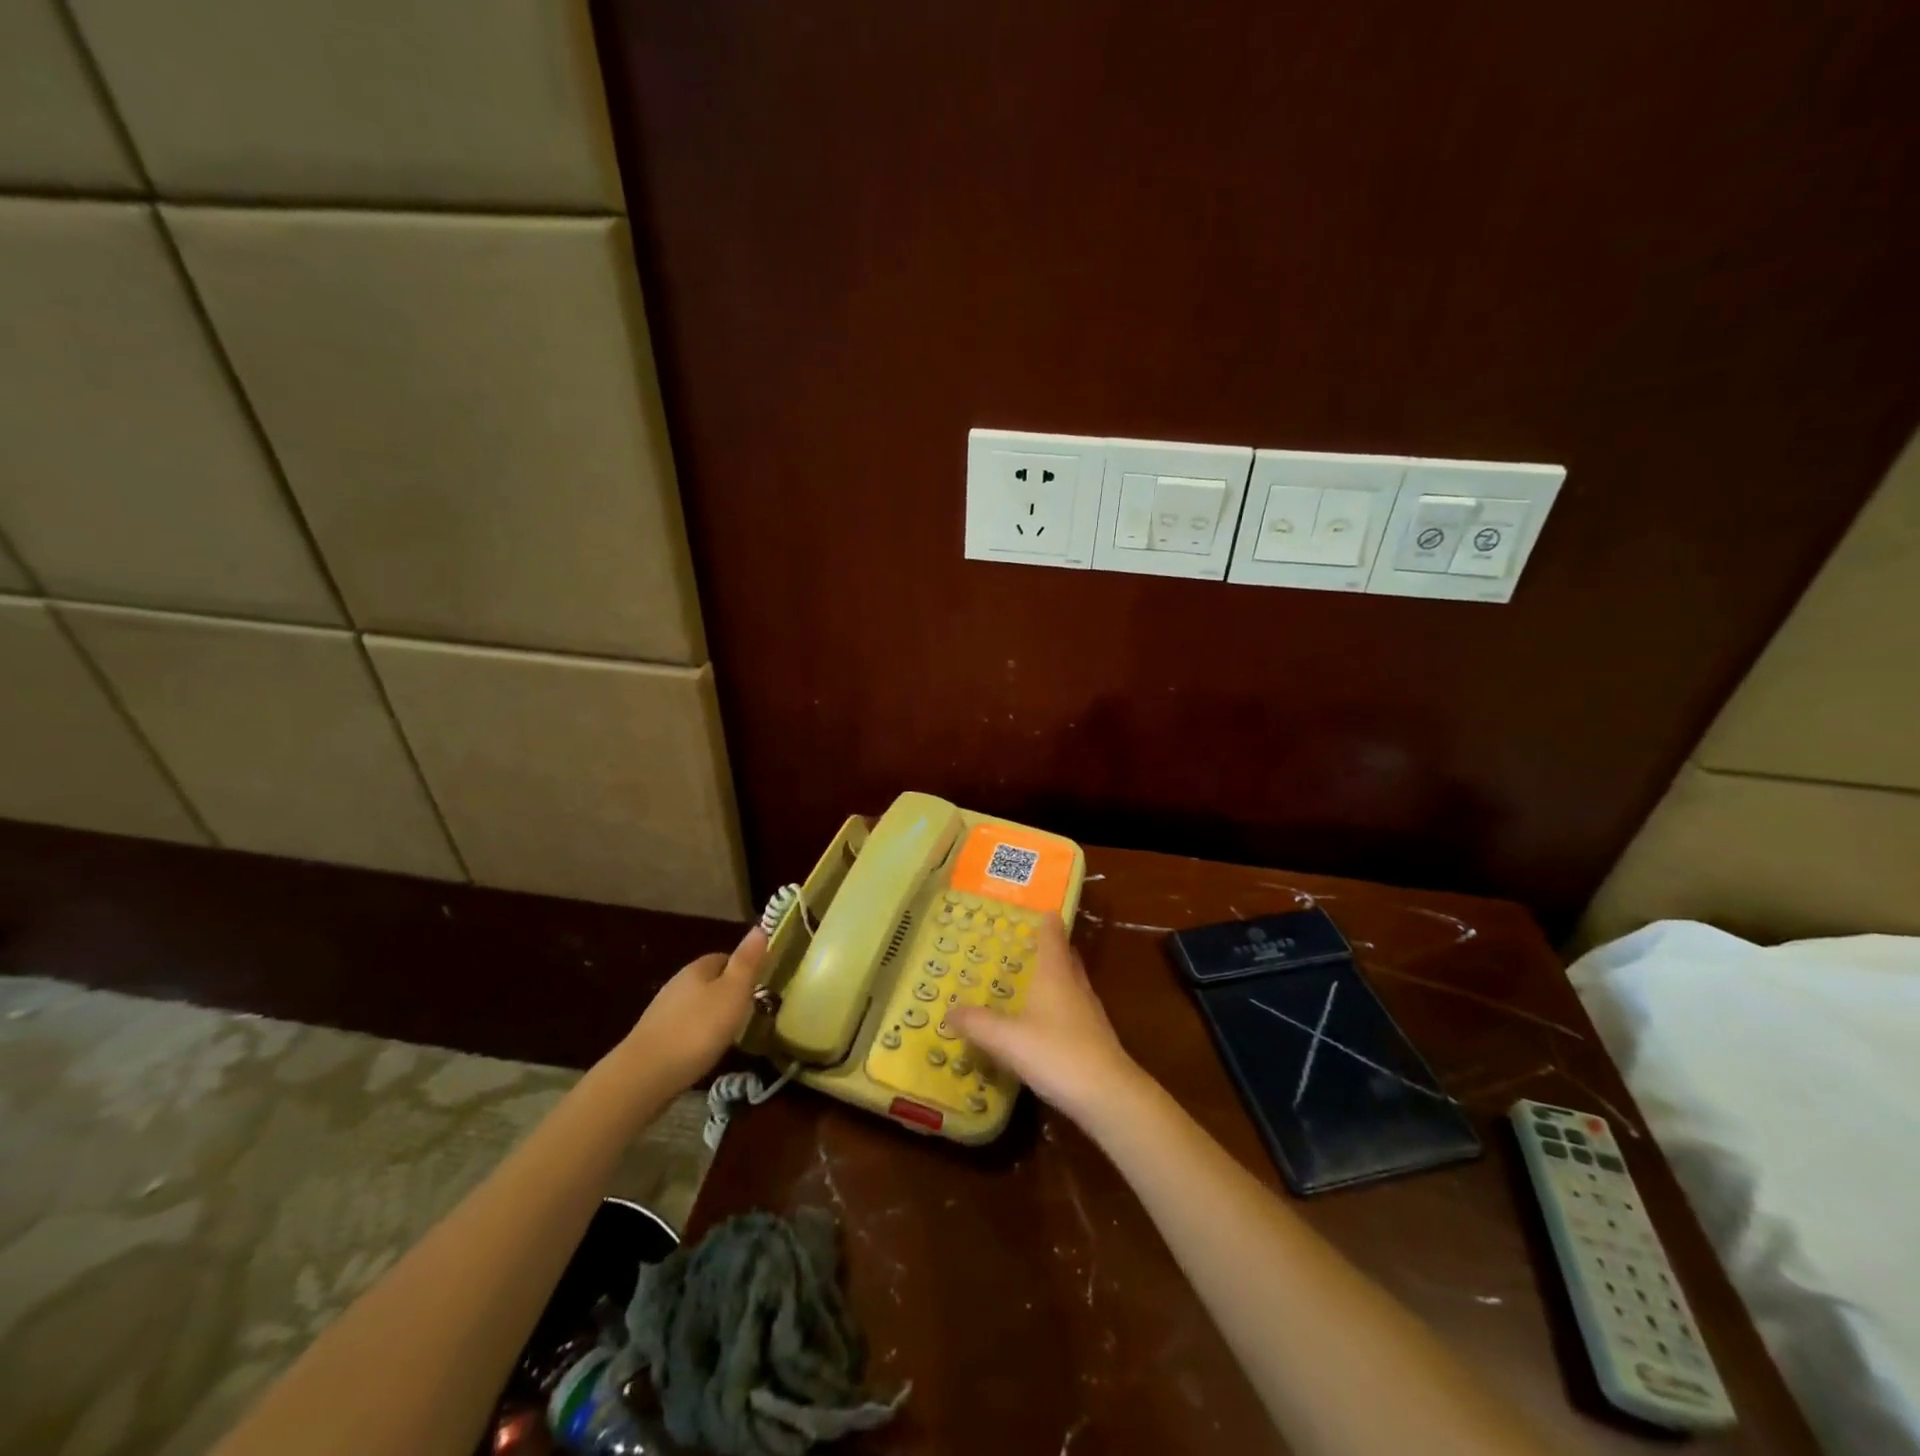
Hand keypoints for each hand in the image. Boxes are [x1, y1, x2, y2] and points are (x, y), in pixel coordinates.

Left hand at [624, 926, 768, 1088]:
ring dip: (711, 1015)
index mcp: (697, 968)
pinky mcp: (653, 1038)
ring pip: (695, 1005)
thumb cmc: (697, 1030)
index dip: (743, 968)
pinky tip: (704, 1051)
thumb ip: (747, 962)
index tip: (759, 985)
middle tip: (748, 1012)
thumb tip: (760, 927)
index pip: (724, 957)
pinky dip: (696, 1034)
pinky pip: (683, 1027)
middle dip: (727, 993)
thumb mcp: (733, 993)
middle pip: (709, 981)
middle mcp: (677, 984)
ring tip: (729, 1034)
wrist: (644, 1075)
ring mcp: (662, 1012)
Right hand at [948, 915, 1140, 1121]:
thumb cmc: (1056, 1053)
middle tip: (1025, 944)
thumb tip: (950, 1011)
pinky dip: (1058, 1005)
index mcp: (1055, 973)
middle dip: (1049, 947)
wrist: (1108, 1095)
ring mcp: (1089, 1011)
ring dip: (1054, 976)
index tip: (1037, 909)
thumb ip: (977, 1023)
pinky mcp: (1094, 1036)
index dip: (1046, 920)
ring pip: (1071, 982)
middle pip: (1065, 956)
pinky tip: (1043, 1021)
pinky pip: (1073, 1008)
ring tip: (1030, 979)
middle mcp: (1074, 985)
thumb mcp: (1007, 1039)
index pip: (1052, 935)